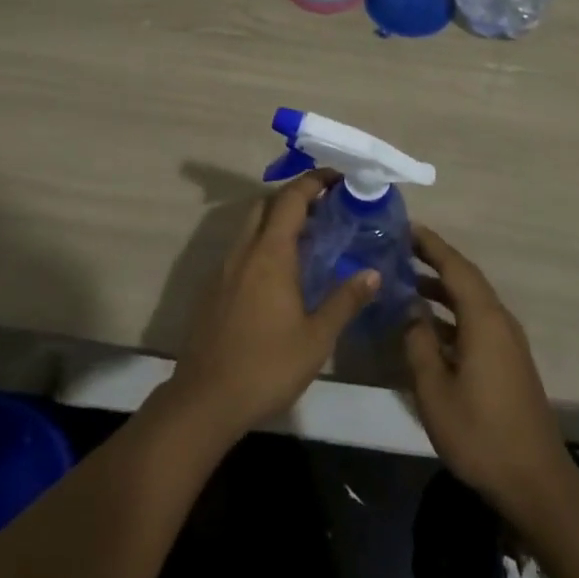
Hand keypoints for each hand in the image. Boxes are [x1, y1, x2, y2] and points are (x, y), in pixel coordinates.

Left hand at [166, 170, 378, 438]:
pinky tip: (279, 273)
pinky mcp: (213, 288)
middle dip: (294, 196)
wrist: (205, 400)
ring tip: (308, 238)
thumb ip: (345, 300)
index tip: (338, 177)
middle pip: (266, 204)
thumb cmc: (266, 366)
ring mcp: (224, 268)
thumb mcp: (317, 338)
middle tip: (326, 207)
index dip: (314, 181)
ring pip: (250, 226)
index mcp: (270, 253)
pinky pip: (241, 249)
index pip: (291, 199)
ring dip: (277, 220)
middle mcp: (244, 251)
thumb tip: (373, 273)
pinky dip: (262, 243)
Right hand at [404, 225, 571, 510]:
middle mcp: (499, 321)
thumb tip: (411, 311)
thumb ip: (418, 344)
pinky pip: (476, 321)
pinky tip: (428, 326)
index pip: (455, 267)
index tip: (405, 228)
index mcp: (484, 320)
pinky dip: (451, 313)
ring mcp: (507, 342)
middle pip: (465, 279)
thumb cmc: (480, 434)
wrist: (535, 482)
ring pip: (471, 301)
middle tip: (400, 250)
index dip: (431, 245)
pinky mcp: (508, 362)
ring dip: (441, 289)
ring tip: (406, 282)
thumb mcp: (435, 390)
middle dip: (434, 261)